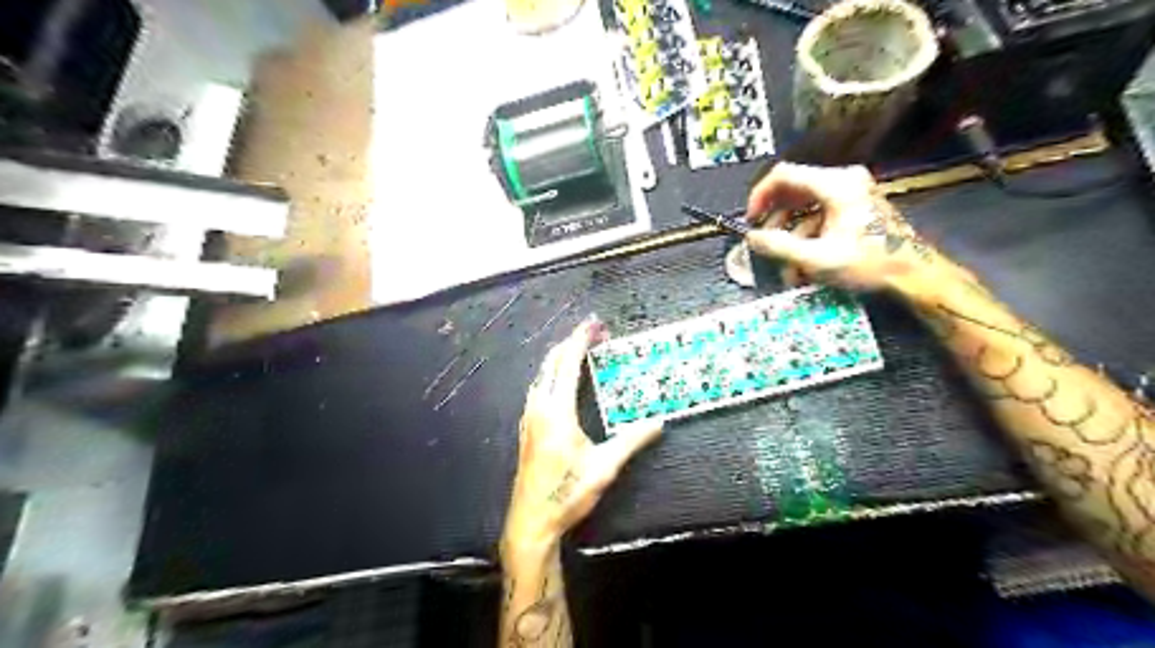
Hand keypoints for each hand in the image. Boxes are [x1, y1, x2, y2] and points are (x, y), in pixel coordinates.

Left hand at [501, 319, 662, 561]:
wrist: (531, 520)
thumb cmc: (567, 493)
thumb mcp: (604, 468)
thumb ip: (631, 442)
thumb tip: (658, 423)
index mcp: (557, 412)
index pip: (568, 364)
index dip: (581, 340)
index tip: (595, 324)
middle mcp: (539, 408)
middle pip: (552, 362)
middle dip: (571, 342)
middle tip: (594, 332)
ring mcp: (530, 417)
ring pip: (542, 374)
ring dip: (560, 356)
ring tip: (580, 349)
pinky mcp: (527, 427)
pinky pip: (538, 387)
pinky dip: (552, 373)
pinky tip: (560, 379)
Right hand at [744, 161, 951, 291]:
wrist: (914, 274)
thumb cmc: (869, 263)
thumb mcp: (817, 258)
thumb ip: (778, 246)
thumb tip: (751, 238)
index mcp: (835, 184)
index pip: (784, 175)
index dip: (760, 195)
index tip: (750, 220)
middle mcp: (843, 181)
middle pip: (793, 190)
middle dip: (775, 219)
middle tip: (763, 242)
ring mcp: (851, 193)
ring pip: (805, 206)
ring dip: (790, 234)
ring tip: (784, 263)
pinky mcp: (855, 207)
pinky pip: (820, 215)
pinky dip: (807, 236)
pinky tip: (802, 263)